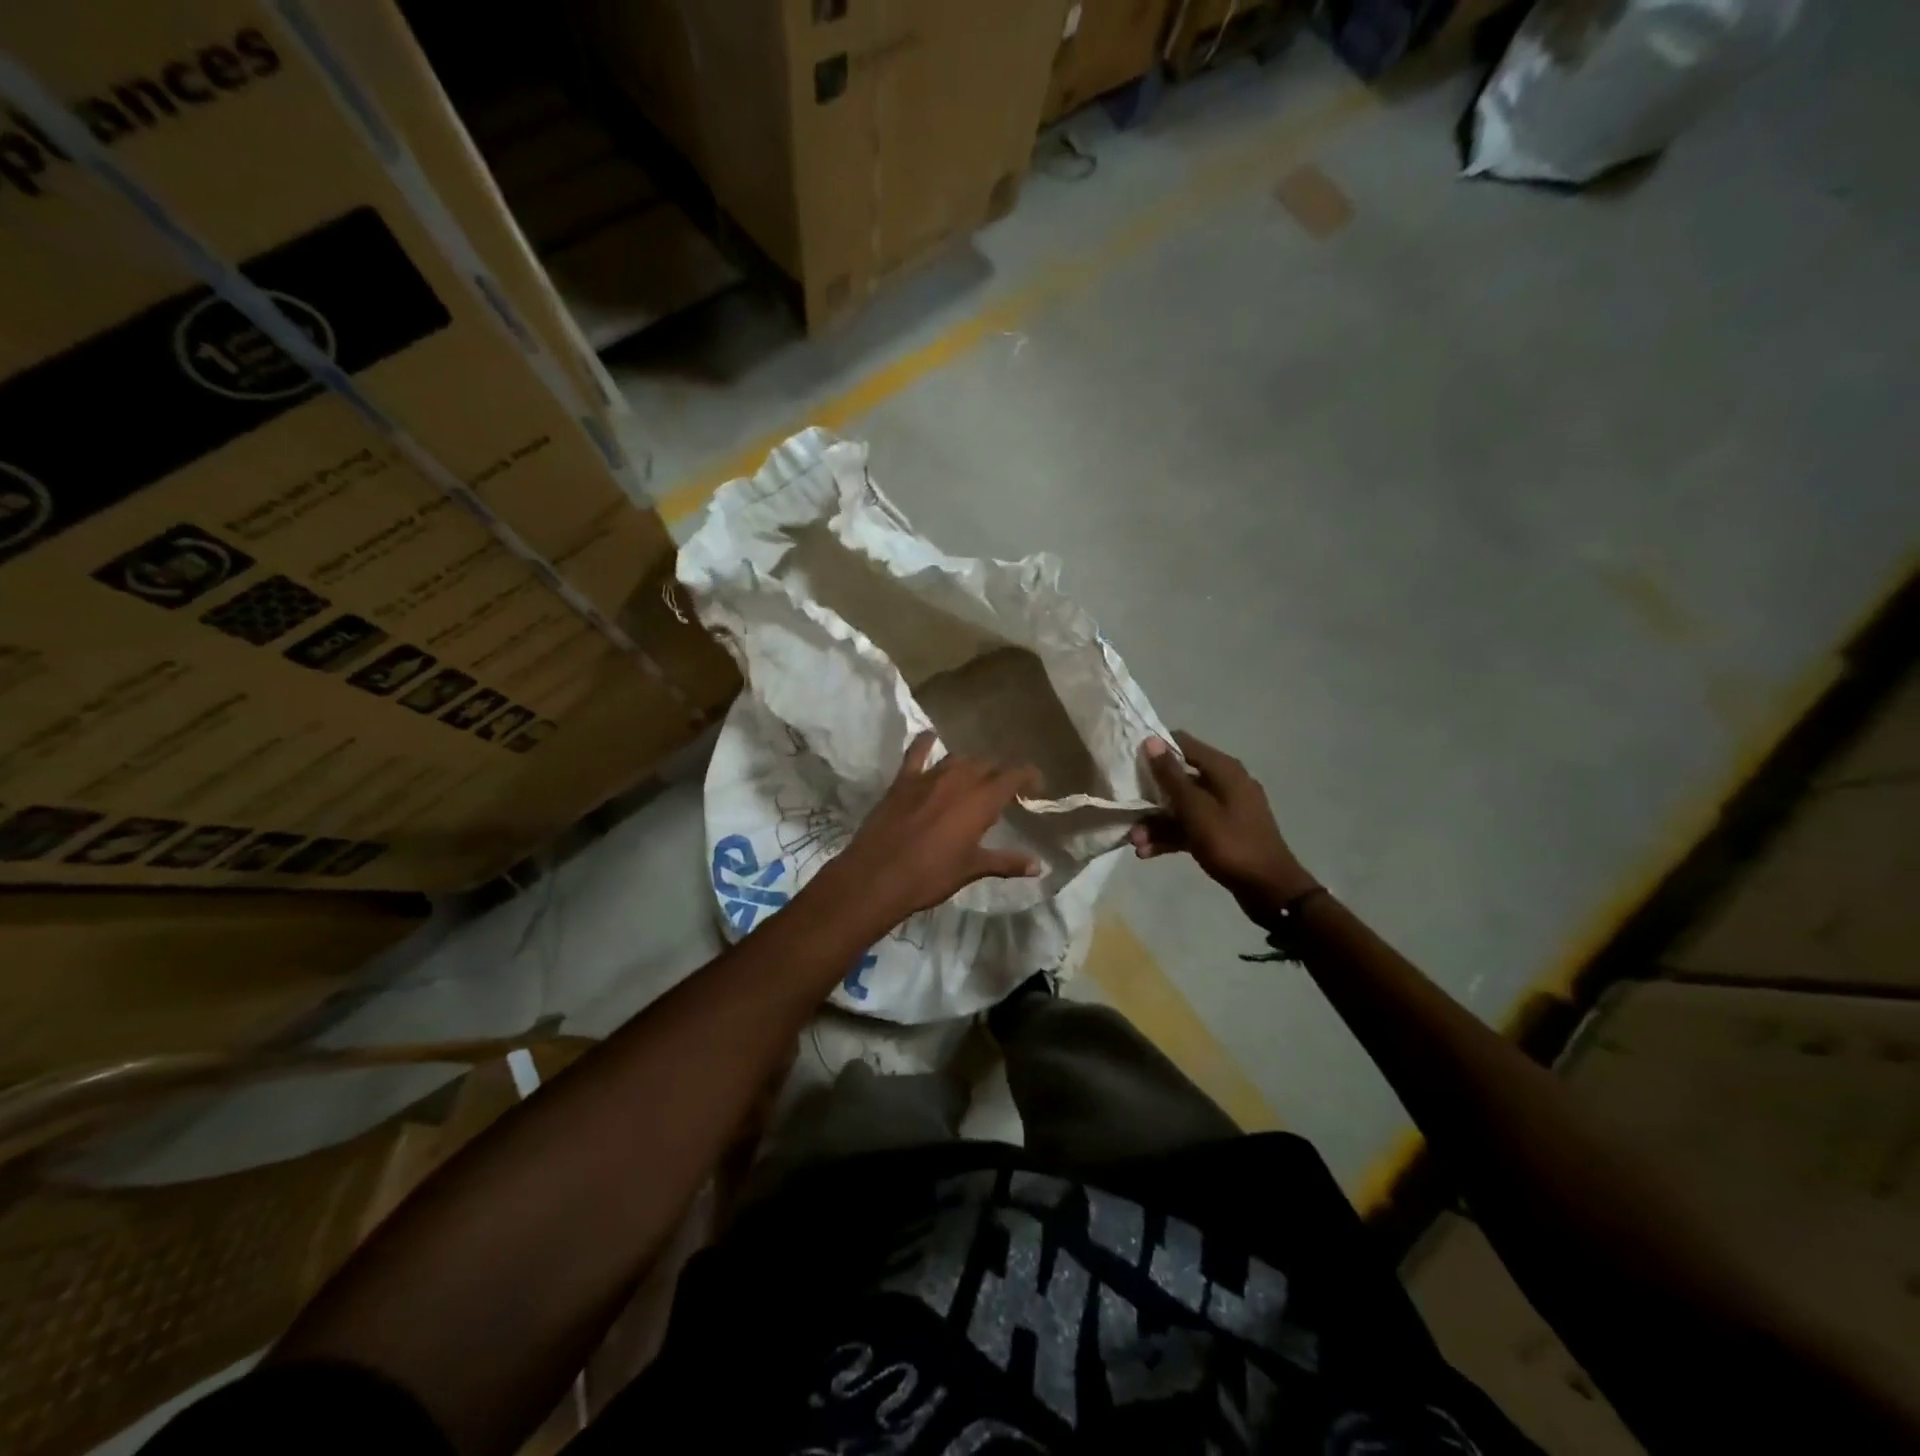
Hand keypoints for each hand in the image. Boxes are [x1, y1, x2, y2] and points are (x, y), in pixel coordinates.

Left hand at [826, 732, 1041, 928]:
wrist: (877, 876)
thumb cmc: (930, 875)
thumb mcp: (972, 869)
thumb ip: (1006, 862)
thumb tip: (1038, 866)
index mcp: (981, 801)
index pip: (1014, 776)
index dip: (1028, 776)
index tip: (1037, 785)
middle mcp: (958, 780)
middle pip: (987, 766)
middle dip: (999, 775)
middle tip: (1006, 792)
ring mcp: (928, 777)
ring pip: (957, 759)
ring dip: (970, 766)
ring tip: (975, 778)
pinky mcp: (903, 781)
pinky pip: (916, 753)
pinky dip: (926, 743)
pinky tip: (931, 737)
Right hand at [1130, 731, 1318, 924]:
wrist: (1270, 890)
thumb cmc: (1232, 844)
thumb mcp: (1196, 810)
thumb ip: (1171, 776)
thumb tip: (1152, 741)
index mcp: (1224, 770)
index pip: (1184, 744)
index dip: (1156, 749)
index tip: (1129, 761)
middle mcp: (1225, 784)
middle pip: (1179, 778)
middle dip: (1151, 795)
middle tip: (1126, 809)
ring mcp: (1224, 810)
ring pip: (1182, 807)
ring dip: (1157, 822)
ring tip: (1135, 842)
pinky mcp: (1221, 833)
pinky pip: (1190, 827)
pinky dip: (1170, 837)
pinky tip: (1147, 853)